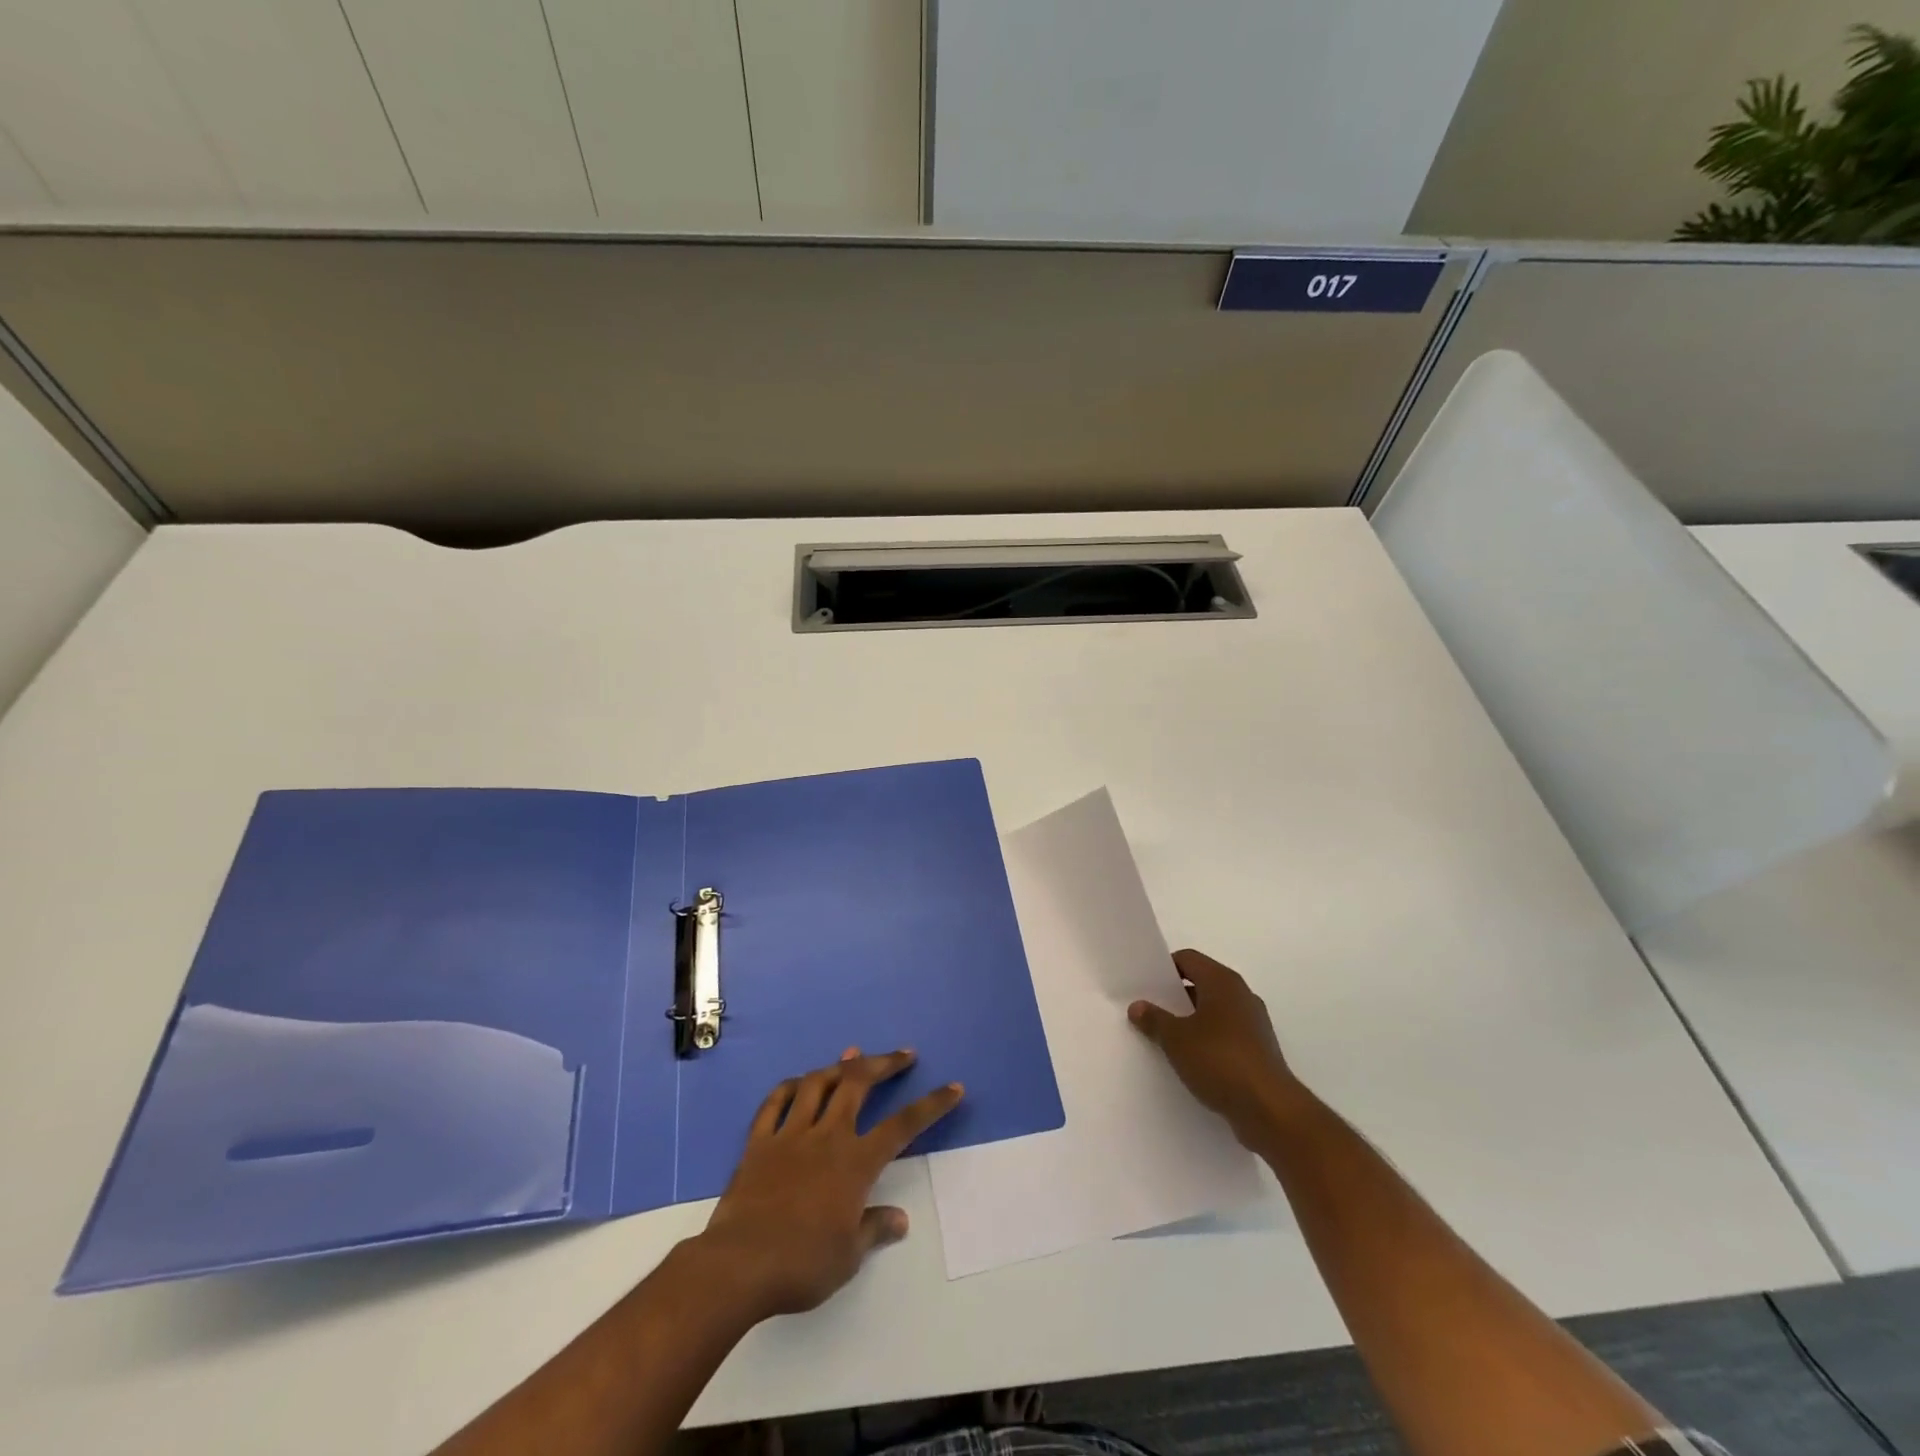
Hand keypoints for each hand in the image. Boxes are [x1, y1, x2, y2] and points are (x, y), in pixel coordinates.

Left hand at [692, 1049, 962, 1321]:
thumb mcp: (848, 1256)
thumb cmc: (802, 1264)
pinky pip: (774, 1103)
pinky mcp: (759, 1142)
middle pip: (858, 1084)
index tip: (953, 1087)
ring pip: (817, 1084)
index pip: (902, 1126)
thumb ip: (874, 1229)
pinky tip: (797, 1083)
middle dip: (883, 1064)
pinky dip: (789, 1088)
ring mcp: (790, 1134)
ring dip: (838, 1066)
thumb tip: (900, 1219)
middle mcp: (827, 1136)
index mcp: (855, 1162)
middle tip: (902, 1054)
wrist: (740, 1266)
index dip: (931, 1105)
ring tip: (852, 1056)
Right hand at [1129, 948, 1301, 1147]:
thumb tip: (1137, 1006)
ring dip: (1190, 1020)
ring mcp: (1253, 1023)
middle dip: (1175, 996)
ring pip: (1214, 1011)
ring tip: (1164, 1036)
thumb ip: (1154, 1019)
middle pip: (1202, 983)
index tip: (1144, 985)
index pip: (1188, 959)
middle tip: (1148, 1010)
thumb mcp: (1176, 1039)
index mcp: (1223, 982)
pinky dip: (1207, 1040)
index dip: (1164, 968)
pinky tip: (1190, 1059)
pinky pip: (1225, 1034)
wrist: (1270, 1110)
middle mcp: (1241, 995)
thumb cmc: (1220, 1061)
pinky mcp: (1258, 1050)